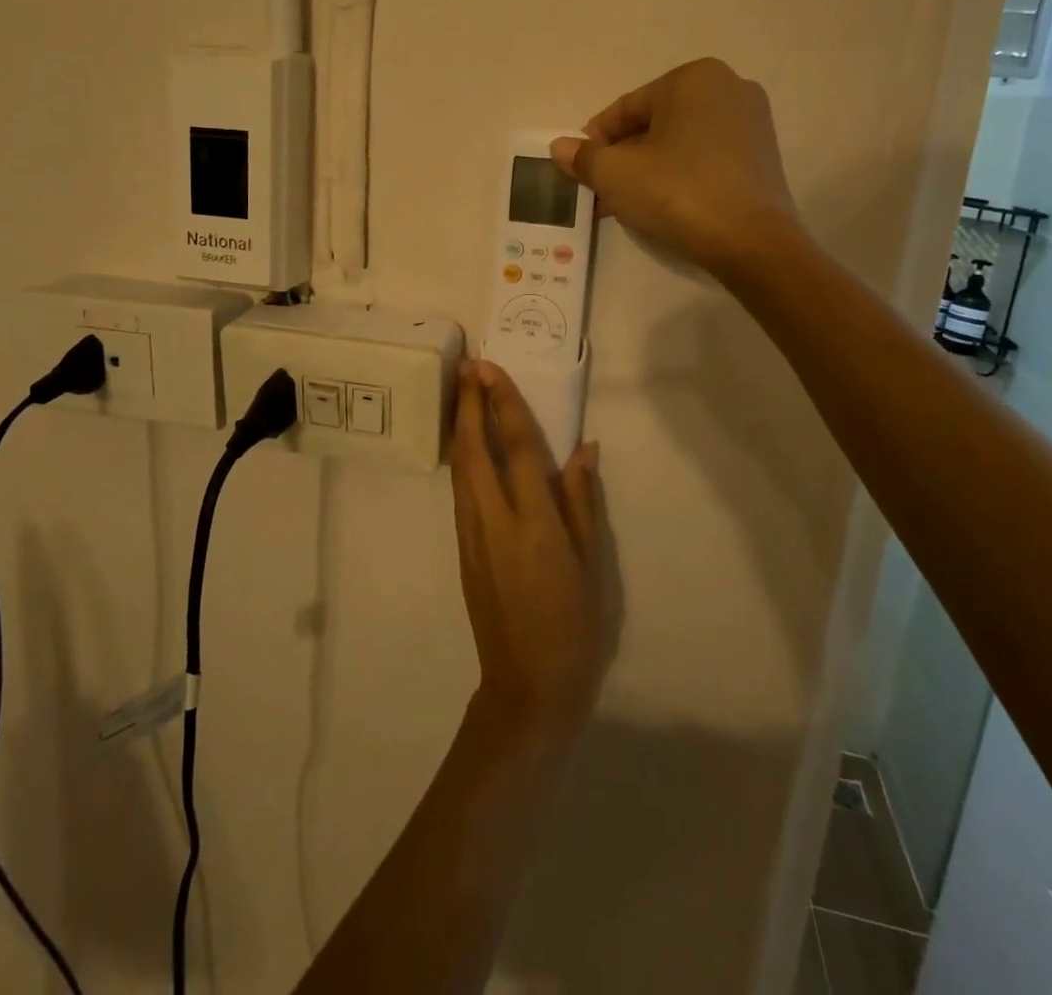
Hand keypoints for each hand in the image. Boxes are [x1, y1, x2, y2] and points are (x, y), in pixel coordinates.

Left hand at [450, 360, 612, 746]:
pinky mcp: (463, 549)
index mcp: (535, 524)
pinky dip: (462, 458)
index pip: (517, 449)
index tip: (492, 370)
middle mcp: (495, 521)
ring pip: (460, 469)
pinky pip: (461, 491)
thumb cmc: (574, 626)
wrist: (527, 686)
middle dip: (469, 405)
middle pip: (474, 450)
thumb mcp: (591, 564)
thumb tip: (583, 449)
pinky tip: (466, 444)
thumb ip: (582, 502)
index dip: (504, 405)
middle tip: (468, 366)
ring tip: (463, 392)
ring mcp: (472, 536)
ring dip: (460, 426)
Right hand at [551, 57, 797, 272]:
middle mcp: (728, 87)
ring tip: (622, 205)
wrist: (750, 240)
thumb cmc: (676, 192)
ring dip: (646, 171)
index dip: (595, 141)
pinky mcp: (763, 155)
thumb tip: (559, 147)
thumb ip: (583, 157)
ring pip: (679, 143)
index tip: (579, 170)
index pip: (626, 108)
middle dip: (622, 159)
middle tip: (599, 191)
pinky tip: (660, 206)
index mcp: (692, 78)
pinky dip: (678, 176)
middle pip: (653, 125)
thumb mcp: (615, 174)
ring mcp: (751, 121)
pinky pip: (705, 158)